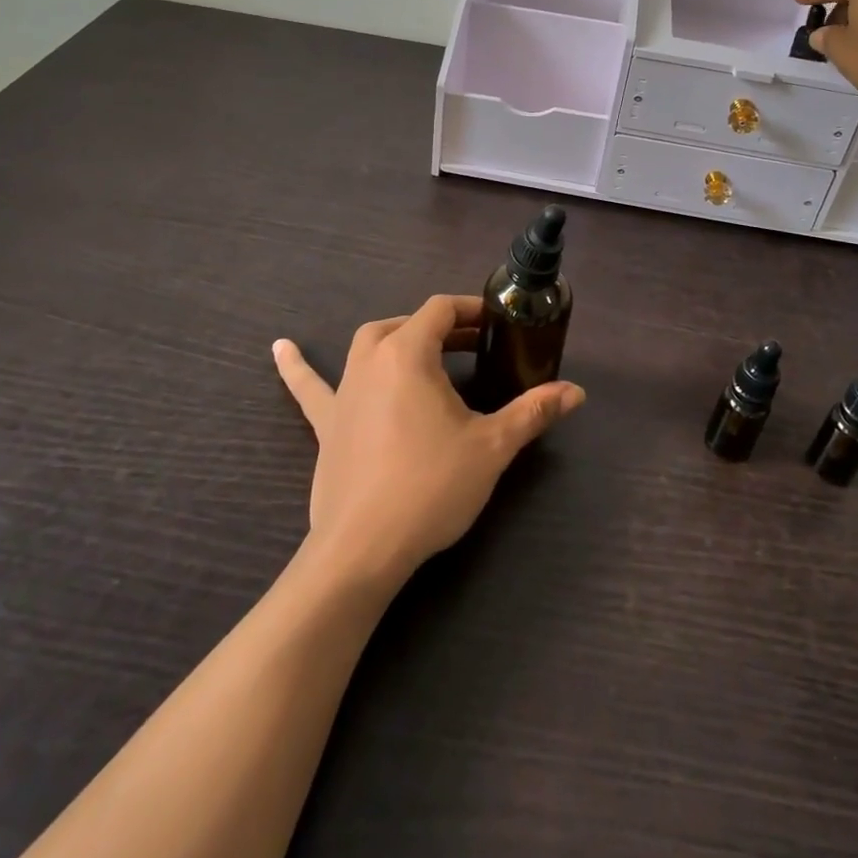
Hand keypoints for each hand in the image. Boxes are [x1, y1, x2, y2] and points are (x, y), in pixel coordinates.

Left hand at [272, 295, 584, 584]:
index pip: (440, 310)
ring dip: (396, 339)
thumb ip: (534, 412)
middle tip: (473, 346)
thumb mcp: (491, 446)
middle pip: (406, 324)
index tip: (497, 324)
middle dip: (441, 328)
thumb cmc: (431, 486)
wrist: (364, 548)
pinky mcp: (327, 423)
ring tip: (422, 349)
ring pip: (367, 345)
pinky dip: (297, 366)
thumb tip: (577, 392)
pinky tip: (280, 348)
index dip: (471, 310)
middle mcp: (371, 360)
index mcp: (409, 353)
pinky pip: (310, 386)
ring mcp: (343, 391)